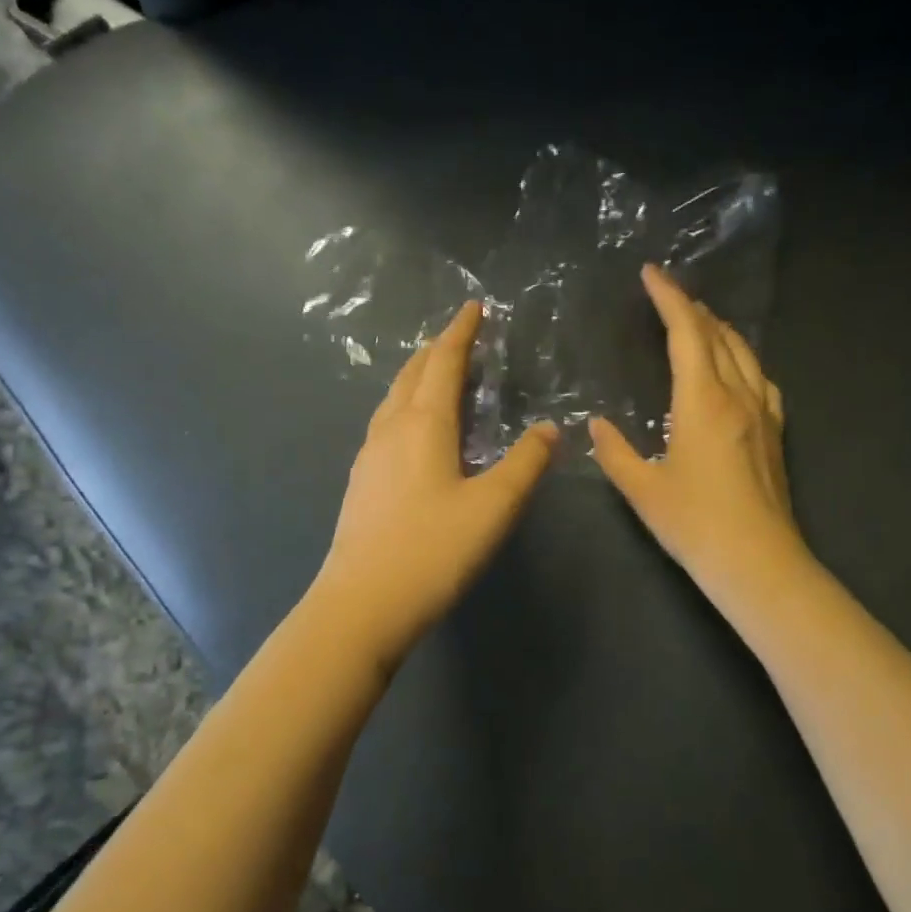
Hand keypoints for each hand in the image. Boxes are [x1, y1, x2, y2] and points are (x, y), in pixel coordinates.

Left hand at [313, 301, 558, 666]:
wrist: (361, 603)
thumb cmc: (432, 550)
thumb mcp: (493, 507)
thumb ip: (524, 464)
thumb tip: (549, 430)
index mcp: (423, 424)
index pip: (443, 363)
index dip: (461, 332)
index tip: (474, 307)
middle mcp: (391, 429)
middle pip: (412, 374)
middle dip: (436, 349)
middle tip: (458, 336)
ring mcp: (369, 456)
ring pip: (394, 399)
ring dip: (417, 376)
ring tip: (436, 374)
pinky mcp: (361, 482)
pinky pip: (386, 424)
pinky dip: (406, 407)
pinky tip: (413, 430)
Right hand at [590, 264, 808, 602]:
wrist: (759, 563)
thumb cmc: (695, 524)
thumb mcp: (642, 489)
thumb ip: (614, 452)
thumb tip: (597, 426)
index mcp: (703, 400)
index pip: (687, 333)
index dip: (669, 298)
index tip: (651, 274)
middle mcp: (738, 396)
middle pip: (719, 336)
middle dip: (693, 309)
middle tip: (669, 295)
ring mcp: (764, 414)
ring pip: (745, 354)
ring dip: (721, 330)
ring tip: (701, 321)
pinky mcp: (776, 434)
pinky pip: (762, 379)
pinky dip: (743, 359)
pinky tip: (738, 369)